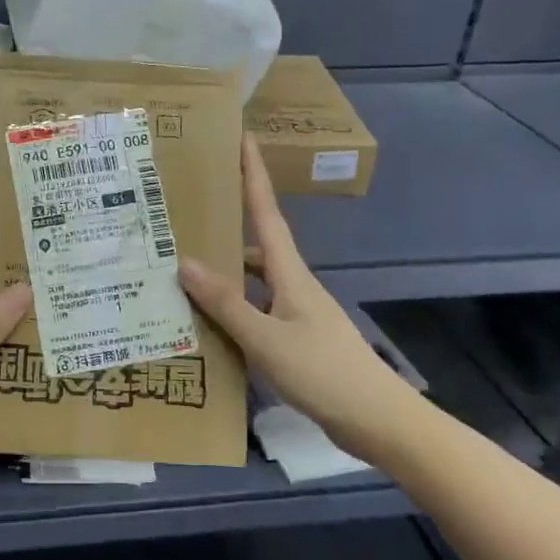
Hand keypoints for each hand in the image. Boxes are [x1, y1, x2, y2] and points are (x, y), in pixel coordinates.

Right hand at [180, 136, 409, 461]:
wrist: (378, 421)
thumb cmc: (324, 372)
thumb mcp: (266, 338)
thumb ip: (225, 303)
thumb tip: (185, 262)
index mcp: (290, 274)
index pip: (267, 213)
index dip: (254, 174)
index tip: (242, 138)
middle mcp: (293, 286)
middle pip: (255, 246)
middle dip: (226, 226)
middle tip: (185, 217)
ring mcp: (296, 313)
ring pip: (252, 283)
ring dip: (223, 275)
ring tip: (180, 274)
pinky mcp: (296, 340)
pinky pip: (255, 312)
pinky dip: (231, 311)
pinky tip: (206, 325)